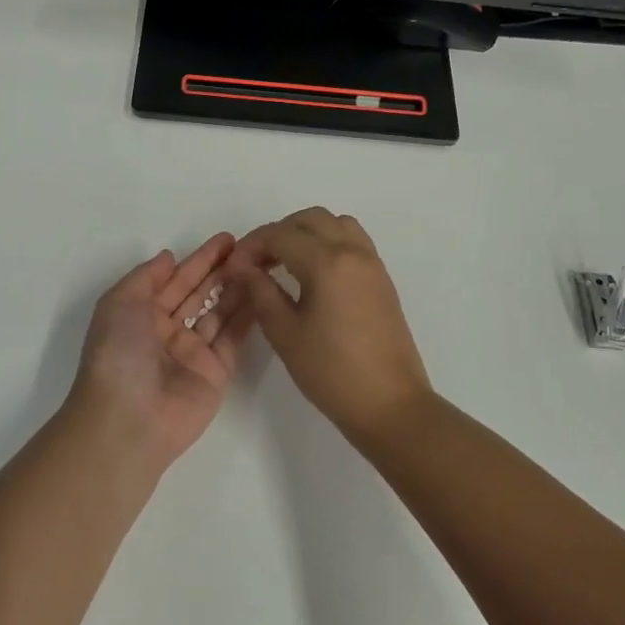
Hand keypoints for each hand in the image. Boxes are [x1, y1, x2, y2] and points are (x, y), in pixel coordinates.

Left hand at [65, 234, 253, 467]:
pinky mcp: (217, 372)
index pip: (176, 279)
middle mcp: (168, 331)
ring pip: (220, 312)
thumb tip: (168, 257)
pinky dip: (248, 316)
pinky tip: (264, 293)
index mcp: (141, 314)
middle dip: (223, 270)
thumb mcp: (119, 303)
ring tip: (262, 264)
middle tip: (252, 247)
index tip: (227, 239)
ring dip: (238, 288)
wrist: (128, 419)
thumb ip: (146, 276)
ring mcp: (194, 352)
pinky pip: (233, 338)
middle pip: (200, 293)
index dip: (200, 259)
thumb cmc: (118, 353)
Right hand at [224, 207, 434, 441]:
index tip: (234, 268)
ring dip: (306, 233)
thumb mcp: (285, 333)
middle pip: (309, 219)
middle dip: (278, 233)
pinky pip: (353, 241)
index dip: (251, 246)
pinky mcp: (381, 279)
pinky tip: (313, 275)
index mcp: (327, 262)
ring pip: (335, 224)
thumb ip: (260, 291)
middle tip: (257, 263)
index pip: (280, 235)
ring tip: (285, 263)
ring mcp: (372, 263)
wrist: (390, 405)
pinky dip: (328, 243)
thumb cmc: (331, 372)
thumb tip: (241, 266)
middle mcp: (353, 252)